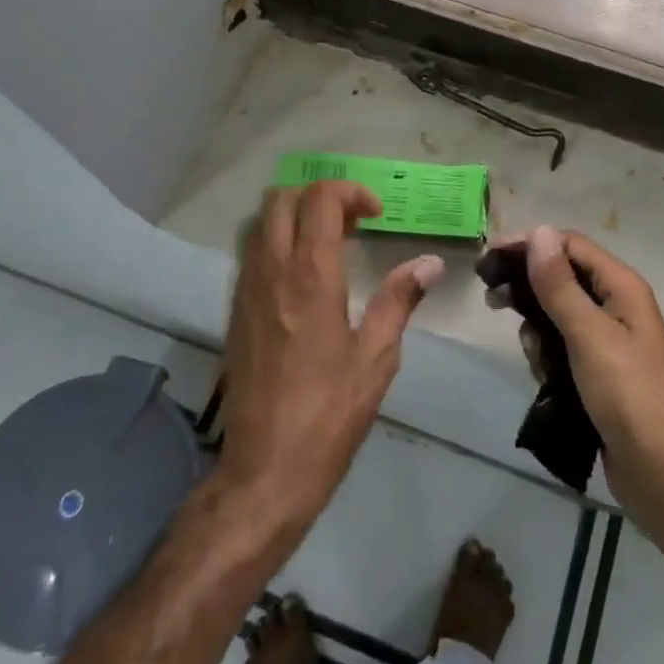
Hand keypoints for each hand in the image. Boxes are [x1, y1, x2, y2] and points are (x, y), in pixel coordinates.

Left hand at [216, 181, 444, 540]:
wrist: (264, 470)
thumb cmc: (328, 414)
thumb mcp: (376, 358)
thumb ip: (399, 300)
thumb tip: (429, 263)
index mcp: (310, 277)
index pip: (320, 200)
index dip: (350, 192)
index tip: (375, 215)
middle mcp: (272, 272)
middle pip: (282, 198)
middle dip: (319, 196)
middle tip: (351, 222)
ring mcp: (246, 291)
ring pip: (260, 222)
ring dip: (294, 216)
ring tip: (327, 244)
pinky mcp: (234, 312)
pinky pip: (250, 253)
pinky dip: (276, 242)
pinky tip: (302, 277)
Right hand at [521, 226, 663, 594]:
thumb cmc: (629, 396)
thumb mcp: (589, 335)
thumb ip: (560, 285)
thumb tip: (539, 231)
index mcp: (621, 287)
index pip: (569, 245)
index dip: (531, 244)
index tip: (489, 256)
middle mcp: (616, 306)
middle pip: (562, 277)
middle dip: (528, 284)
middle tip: (490, 296)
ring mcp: (608, 342)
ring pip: (557, 315)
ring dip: (537, 327)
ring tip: (530, 350)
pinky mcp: (597, 373)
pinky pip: (562, 348)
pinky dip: (547, 355)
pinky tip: (543, 376)